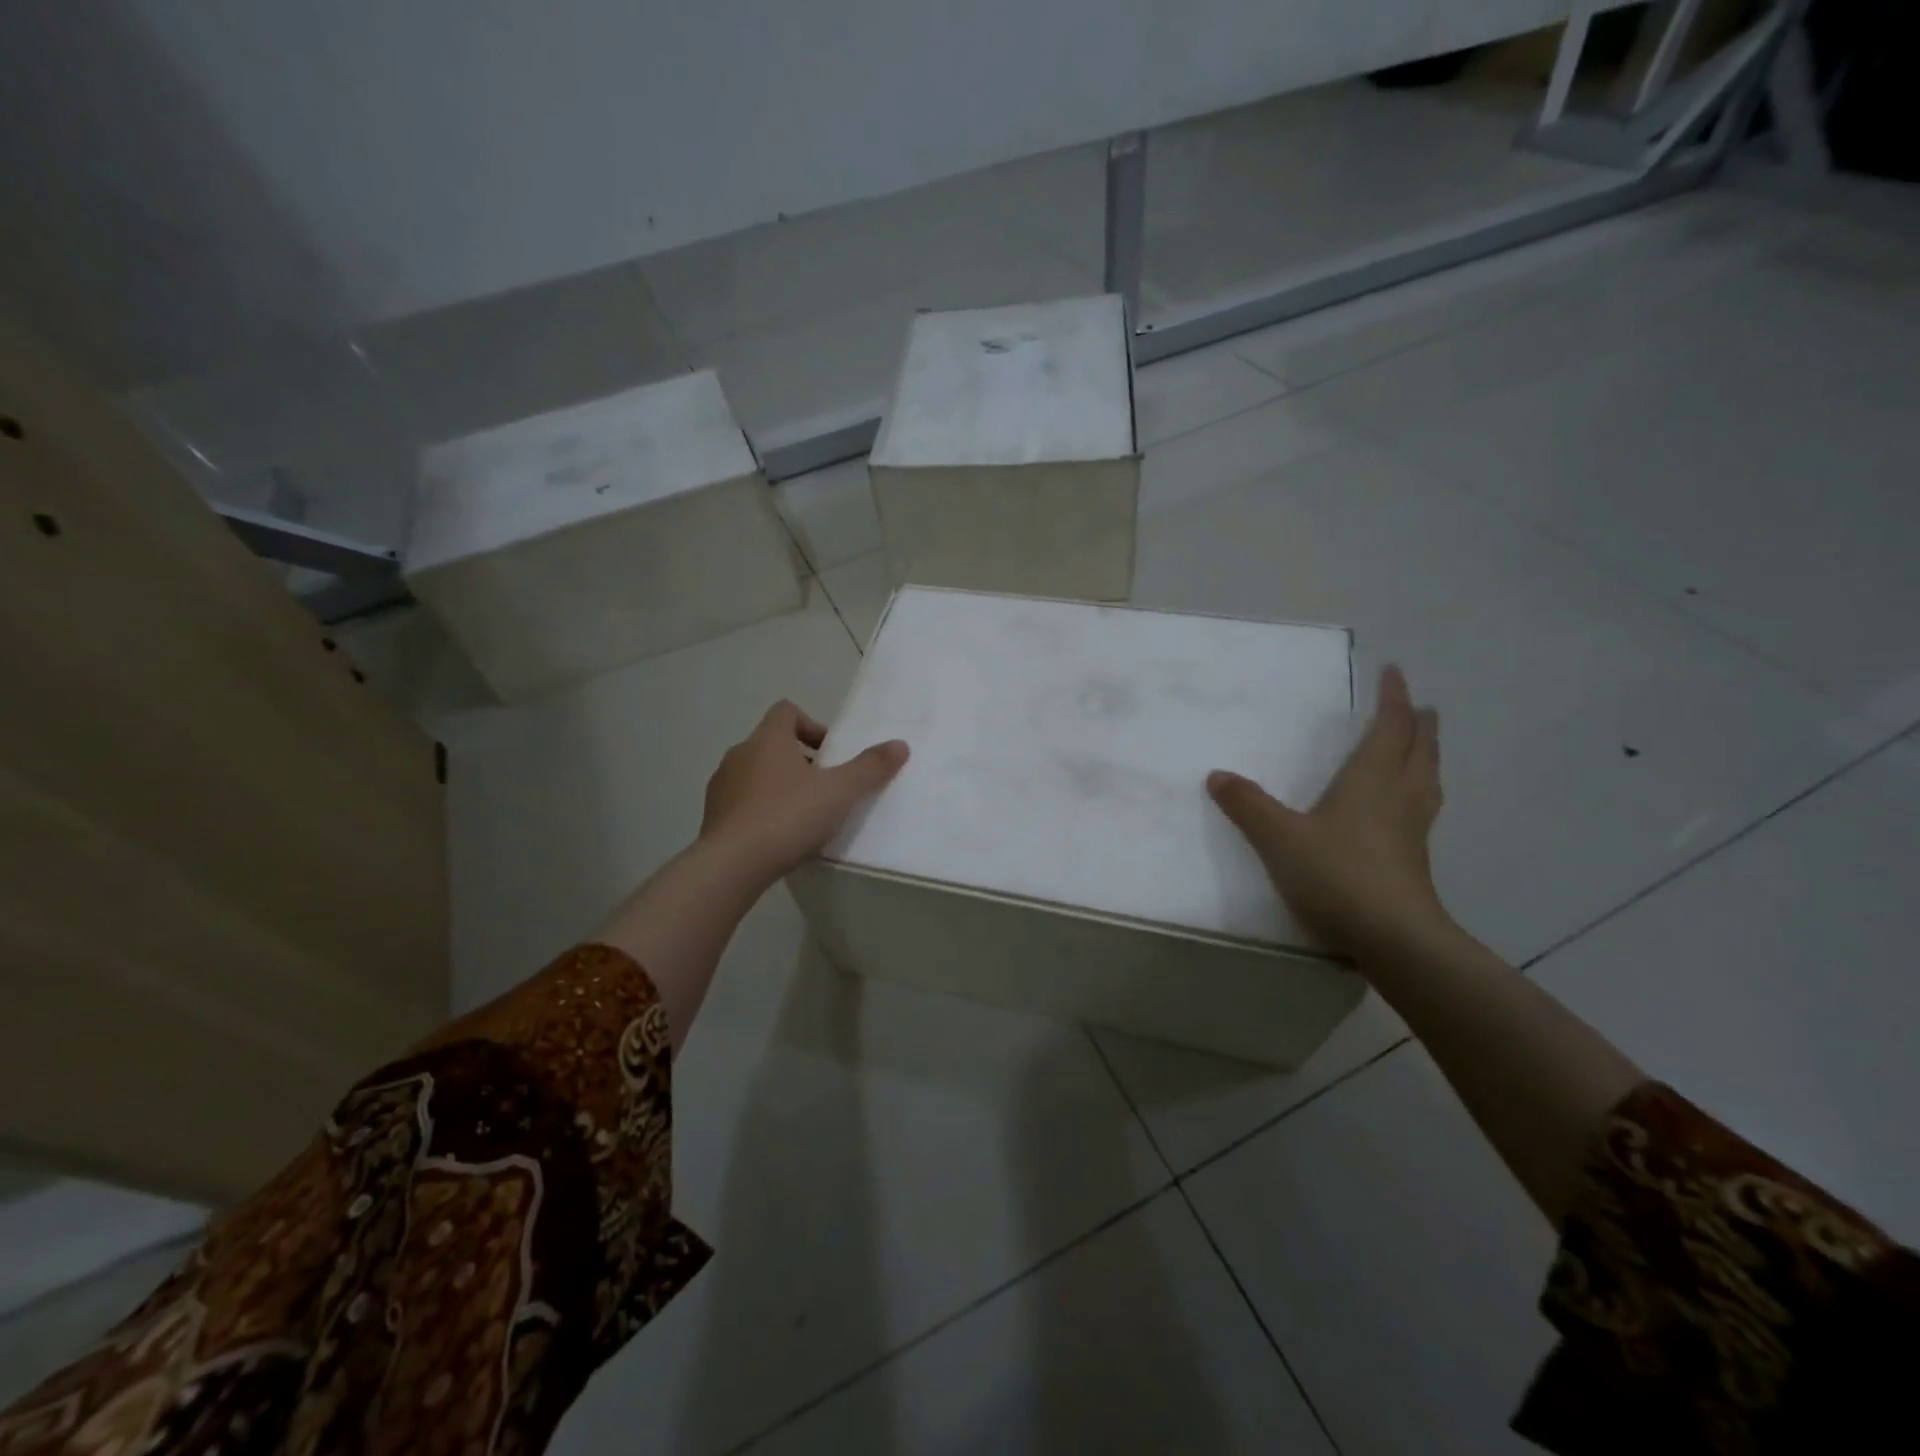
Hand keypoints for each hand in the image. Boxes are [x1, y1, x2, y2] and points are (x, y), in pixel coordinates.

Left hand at [699, 700, 908, 881]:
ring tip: (804, 816)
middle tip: (826, 788)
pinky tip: (780, 837)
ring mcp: (722, 786)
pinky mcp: (713, 817)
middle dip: (801, 761)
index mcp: (767, 739)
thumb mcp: (840, 792)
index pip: (786, 711)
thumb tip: (900, 745)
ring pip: (756, 774)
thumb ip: (870, 768)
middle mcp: (740, 755)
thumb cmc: (788, 817)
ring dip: (781, 786)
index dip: (812, 726)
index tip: (831, 754)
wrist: (732, 865)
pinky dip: (762, 810)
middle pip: (773, 744)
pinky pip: (743, 803)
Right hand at [1207, 666, 1449, 962]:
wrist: (1393, 937)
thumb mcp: (1279, 837)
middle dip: (1419, 725)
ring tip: (1423, 747)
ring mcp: (1413, 830)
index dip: (1393, 698)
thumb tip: (1217, 775)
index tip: (1396, 672)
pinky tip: (1407, 807)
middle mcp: (1399, 797)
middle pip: (1419, 750)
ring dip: (1427, 755)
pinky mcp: (1415, 860)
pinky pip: (1423, 807)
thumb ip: (1247, 805)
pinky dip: (1421, 790)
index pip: (1389, 728)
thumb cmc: (1337, 874)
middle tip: (1420, 707)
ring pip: (1427, 780)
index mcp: (1371, 780)